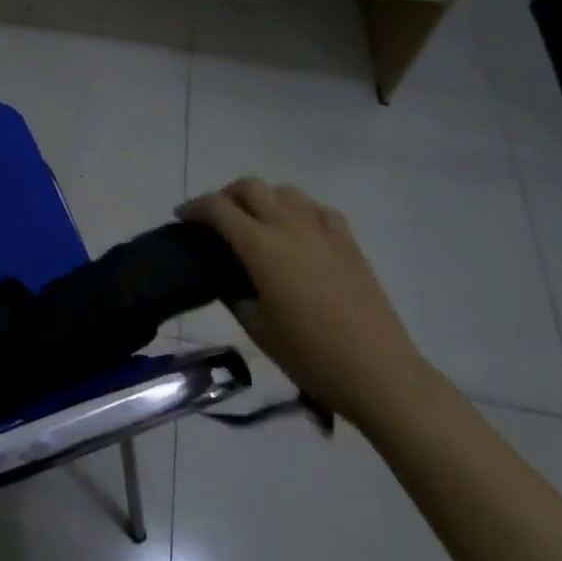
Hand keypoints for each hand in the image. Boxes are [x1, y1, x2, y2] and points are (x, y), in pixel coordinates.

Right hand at [180, 178, 426, 428]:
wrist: (379, 373)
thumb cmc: (310, 356)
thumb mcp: (258, 329)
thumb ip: (235, 293)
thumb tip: (226, 277)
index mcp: (261, 246)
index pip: (218, 208)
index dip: (194, 208)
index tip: (182, 217)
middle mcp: (289, 226)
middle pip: (250, 187)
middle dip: (226, 196)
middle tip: (216, 219)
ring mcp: (322, 230)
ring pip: (284, 191)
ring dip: (263, 198)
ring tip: (256, 223)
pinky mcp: (348, 241)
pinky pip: (317, 209)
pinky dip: (298, 211)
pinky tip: (297, 232)